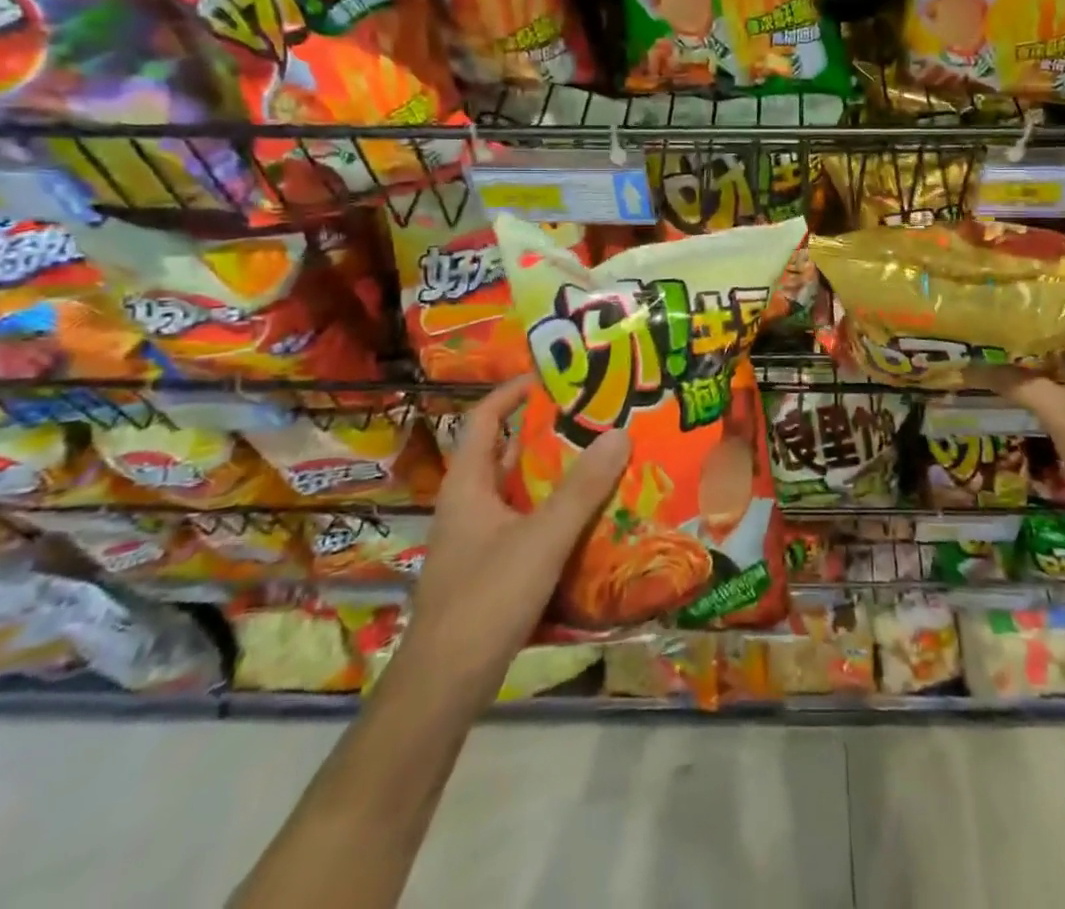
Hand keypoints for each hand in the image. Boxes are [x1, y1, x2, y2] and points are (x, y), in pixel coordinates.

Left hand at [408, 376, 629, 677]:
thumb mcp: (541, 539)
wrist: (444, 689)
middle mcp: (472, 504)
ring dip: (560, 475)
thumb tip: (620, 432)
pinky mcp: (494, 568)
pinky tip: (594, 517)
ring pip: (524, 491)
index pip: (485, 418)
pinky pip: (530, 524)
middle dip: (552, 433)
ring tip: (607, 458)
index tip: (555, 375)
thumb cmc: (485, 599)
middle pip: (511, 452)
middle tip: (599, 417)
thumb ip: (581, 489)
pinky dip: (559, 513)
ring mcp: (481, 539)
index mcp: (469, 485)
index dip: (514, 391)